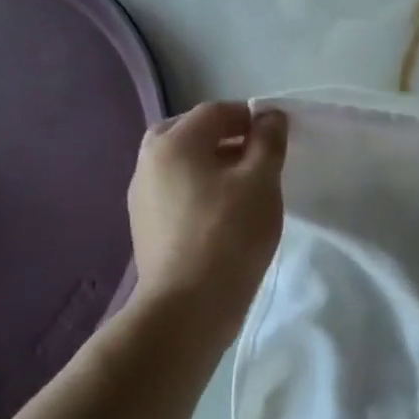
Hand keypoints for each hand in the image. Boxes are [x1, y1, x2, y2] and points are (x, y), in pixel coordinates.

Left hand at [127, 102, 287, 308]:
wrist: (188, 306)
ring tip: (246, 186)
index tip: (277, 138)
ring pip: (181, 163)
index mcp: (173, 143)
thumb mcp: (262, 181)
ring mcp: (141, 196)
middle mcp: (148, 162)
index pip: (216, 111)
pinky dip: (200, 188)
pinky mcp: (145, 226)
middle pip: (190, 133)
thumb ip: (268, 141)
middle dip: (226, 137)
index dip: (250, 116)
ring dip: (213, 163)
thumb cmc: (230, 234)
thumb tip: (269, 116)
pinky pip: (176, 190)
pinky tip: (225, 212)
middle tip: (258, 156)